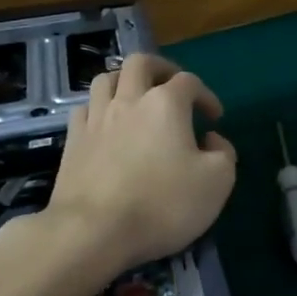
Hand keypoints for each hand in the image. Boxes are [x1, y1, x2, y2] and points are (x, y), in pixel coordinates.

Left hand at [45, 53, 236, 280]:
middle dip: (160, 69)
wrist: (93, 232)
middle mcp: (129, 100)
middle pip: (141, 63)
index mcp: (166, 103)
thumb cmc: (162, 204)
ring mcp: (96, 119)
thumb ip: (224, 153)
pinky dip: (99, 109)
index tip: (214, 118)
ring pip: (106, 79)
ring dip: (125, 82)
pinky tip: (106, 125)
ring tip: (136, 100)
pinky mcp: (73, 142)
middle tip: (172, 88)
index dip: (206, 95)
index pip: (189, 81)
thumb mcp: (216, 182)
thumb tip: (212, 140)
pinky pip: (84, 109)